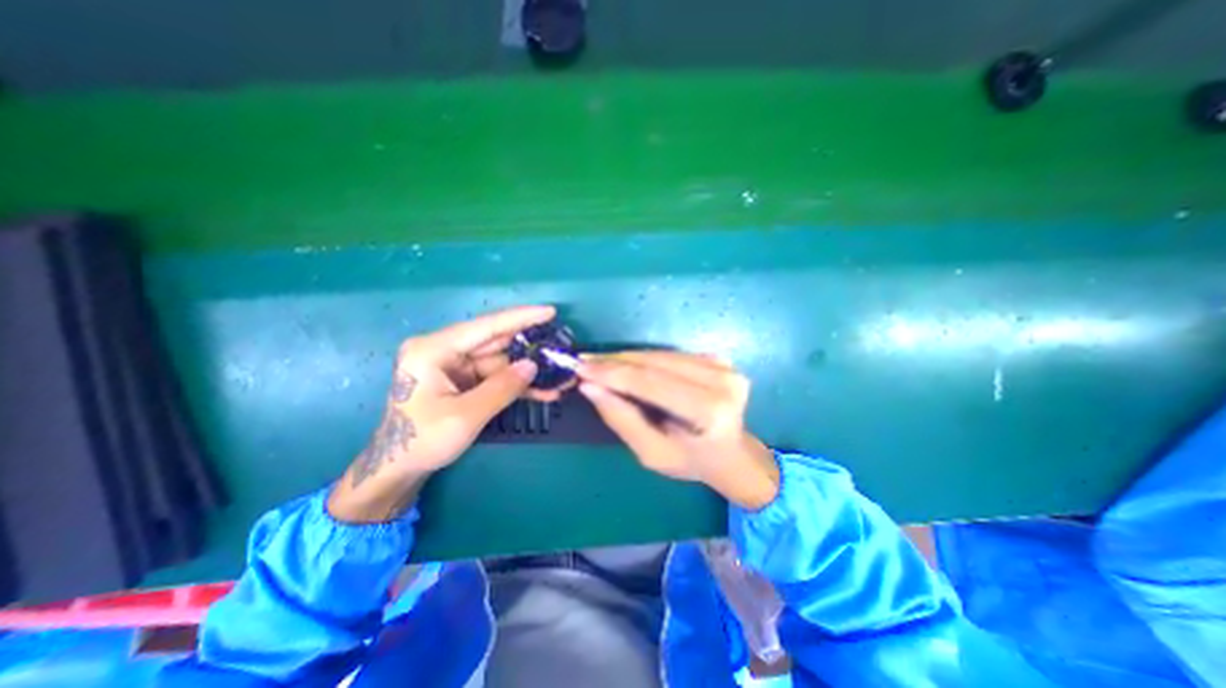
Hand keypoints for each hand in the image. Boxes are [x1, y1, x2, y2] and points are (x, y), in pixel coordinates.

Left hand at [325, 304, 555, 520]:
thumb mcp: (465, 416)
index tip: (550, 311)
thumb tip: (533, 366)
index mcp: (434, 349)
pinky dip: (518, 384)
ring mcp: (455, 365)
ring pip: (501, 361)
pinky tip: (543, 390)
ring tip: (559, 376)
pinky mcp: (464, 379)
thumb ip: (502, 388)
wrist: (399, 468)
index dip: (520, 318)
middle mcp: (445, 350)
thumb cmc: (422, 441)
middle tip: (560, 347)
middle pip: (496, 342)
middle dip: (529, 347)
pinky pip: (497, 376)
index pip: (485, 327)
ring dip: (528, 371)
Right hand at [575, 352, 772, 507]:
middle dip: (615, 362)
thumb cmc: (691, 461)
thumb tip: (589, 387)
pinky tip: (625, 363)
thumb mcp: (652, 453)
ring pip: (661, 354)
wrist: (731, 453)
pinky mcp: (719, 359)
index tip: (580, 369)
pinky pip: (671, 355)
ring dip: (626, 358)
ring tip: (599, 362)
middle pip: (656, 363)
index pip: (652, 383)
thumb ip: (621, 419)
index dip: (613, 374)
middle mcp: (722, 381)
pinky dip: (645, 359)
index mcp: (710, 411)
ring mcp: (724, 366)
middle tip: (584, 363)